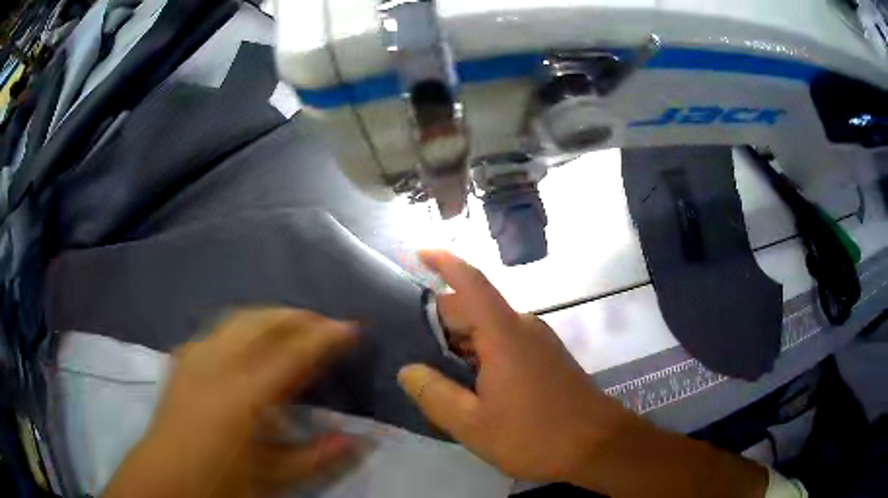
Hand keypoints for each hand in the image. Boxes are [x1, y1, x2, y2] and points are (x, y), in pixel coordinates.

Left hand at [103, 309, 358, 497]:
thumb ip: (315, 459)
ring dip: (272, 316)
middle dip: (298, 316)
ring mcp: (196, 356)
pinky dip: (246, 325)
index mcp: (242, 395)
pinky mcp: (184, 358)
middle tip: (325, 323)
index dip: (325, 337)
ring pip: (240, 317)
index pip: (293, 353)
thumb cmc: (219, 482)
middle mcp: (217, 364)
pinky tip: (252, 341)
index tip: (351, 328)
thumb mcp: (272, 480)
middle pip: (263, 321)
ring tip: (294, 325)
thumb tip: (356, 440)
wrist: (164, 478)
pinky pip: (220, 328)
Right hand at [398, 250, 635, 482]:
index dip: (444, 262)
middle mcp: (523, 327)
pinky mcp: (547, 358)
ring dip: (460, 341)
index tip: (419, 252)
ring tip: (431, 366)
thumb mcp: (473, 424)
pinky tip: (467, 381)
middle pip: (475, 308)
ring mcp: (538, 342)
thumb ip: (434, 394)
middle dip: (440, 321)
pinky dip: (480, 353)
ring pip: (489, 328)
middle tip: (409, 345)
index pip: (470, 282)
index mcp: (504, 333)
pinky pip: (505, 343)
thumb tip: (408, 370)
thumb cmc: (534, 436)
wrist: (598, 445)